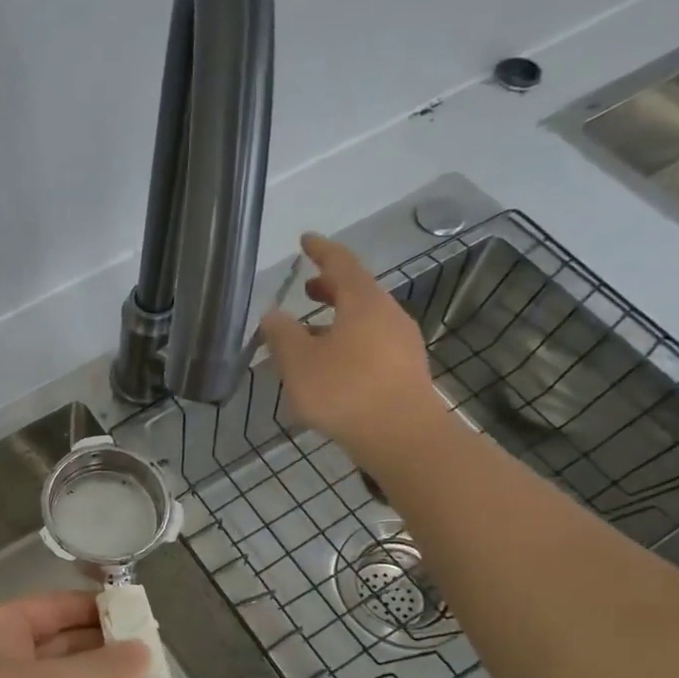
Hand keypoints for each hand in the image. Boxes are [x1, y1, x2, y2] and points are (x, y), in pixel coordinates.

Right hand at [259, 233, 452, 476]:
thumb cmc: (345, 390)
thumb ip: (282, 334)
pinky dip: (348, 341)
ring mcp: (401, 344)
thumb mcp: (299, 362)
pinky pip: (372, 343)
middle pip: (358, 291)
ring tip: (312, 332)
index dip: (321, 250)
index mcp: (364, 303)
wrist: (403, 437)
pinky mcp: (405, 370)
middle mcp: (388, 315)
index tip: (305, 240)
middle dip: (330, 288)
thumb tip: (273, 314)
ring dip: (338, 319)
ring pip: (365, 320)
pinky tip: (331, 364)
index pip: (341, 264)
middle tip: (306, 289)